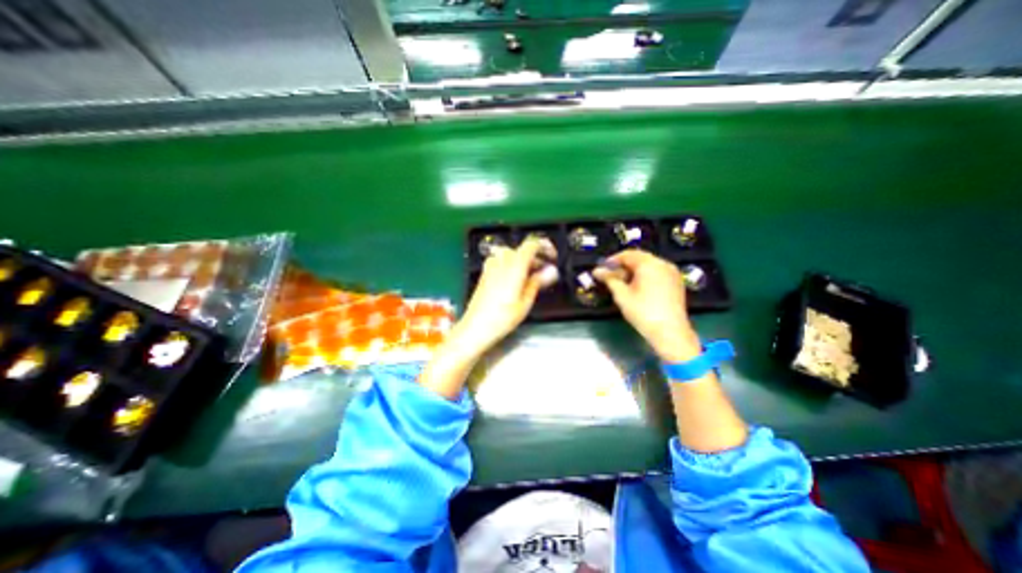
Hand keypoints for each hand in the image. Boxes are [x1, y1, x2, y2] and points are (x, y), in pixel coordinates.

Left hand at [450, 235, 554, 355]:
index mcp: (514, 265)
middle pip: (522, 250)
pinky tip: (516, 280)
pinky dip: (512, 265)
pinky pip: (502, 261)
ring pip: (511, 255)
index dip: (545, 246)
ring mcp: (491, 266)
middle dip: (535, 257)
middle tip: (545, 272)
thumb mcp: (526, 301)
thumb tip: (552, 270)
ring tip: (531, 277)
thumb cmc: (502, 317)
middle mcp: (501, 261)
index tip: (552, 256)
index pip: (531, 244)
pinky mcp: (485, 273)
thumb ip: (538, 281)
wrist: (476, 327)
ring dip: (523, 261)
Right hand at [592, 250, 704, 361]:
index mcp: (649, 264)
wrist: (670, 332)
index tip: (602, 269)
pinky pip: (657, 272)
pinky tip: (637, 288)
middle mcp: (663, 264)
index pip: (628, 254)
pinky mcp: (676, 282)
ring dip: (634, 271)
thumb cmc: (643, 312)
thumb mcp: (622, 295)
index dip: (613, 260)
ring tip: (622, 283)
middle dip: (623, 266)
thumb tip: (597, 271)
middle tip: (611, 277)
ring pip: (649, 265)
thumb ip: (609, 279)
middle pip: (639, 258)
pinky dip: (645, 276)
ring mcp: (672, 273)